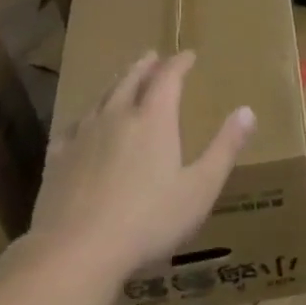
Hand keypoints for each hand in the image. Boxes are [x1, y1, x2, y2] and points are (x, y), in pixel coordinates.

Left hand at [24, 50, 254, 285]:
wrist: (78, 249)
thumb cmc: (149, 220)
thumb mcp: (200, 188)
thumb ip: (225, 148)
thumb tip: (247, 111)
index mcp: (153, 120)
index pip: (168, 78)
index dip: (180, 63)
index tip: (189, 55)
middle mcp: (116, 117)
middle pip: (131, 80)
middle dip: (145, 66)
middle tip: (153, 57)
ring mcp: (83, 135)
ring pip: (101, 98)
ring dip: (116, 84)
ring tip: (122, 80)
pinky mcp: (57, 158)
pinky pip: (73, 126)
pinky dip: (85, 117)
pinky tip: (82, 125)